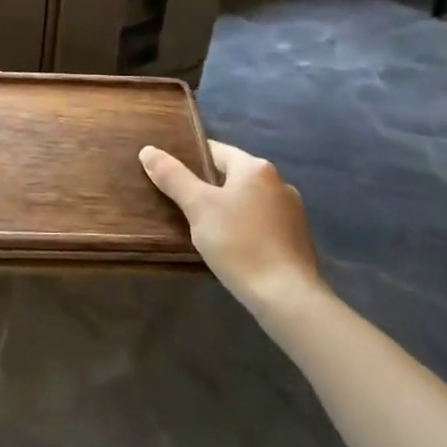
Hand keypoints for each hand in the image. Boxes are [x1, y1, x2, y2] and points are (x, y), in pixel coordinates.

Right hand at [140, 139, 322, 313]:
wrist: (287, 297)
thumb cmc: (239, 243)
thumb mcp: (198, 207)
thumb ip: (173, 177)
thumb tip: (148, 150)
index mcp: (256, 168)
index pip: (215, 151)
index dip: (190, 158)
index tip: (169, 174)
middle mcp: (279, 182)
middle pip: (233, 176)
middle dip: (208, 187)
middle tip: (181, 204)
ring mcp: (293, 212)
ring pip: (248, 201)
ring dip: (228, 209)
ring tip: (203, 228)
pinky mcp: (298, 239)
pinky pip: (262, 223)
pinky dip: (245, 228)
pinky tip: (232, 248)